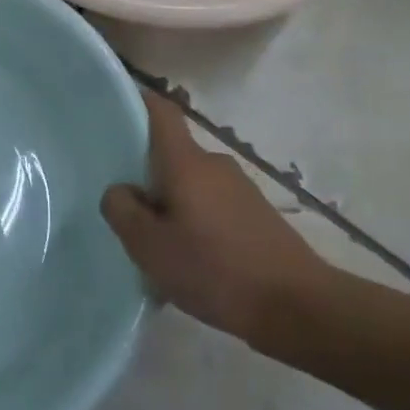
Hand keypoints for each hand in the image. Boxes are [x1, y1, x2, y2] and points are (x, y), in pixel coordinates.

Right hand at [100, 90, 338, 346]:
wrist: (297, 307)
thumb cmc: (215, 269)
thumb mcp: (150, 247)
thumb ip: (123, 211)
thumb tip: (120, 190)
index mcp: (186, 162)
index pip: (160, 111)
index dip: (136, 102)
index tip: (112, 112)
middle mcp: (215, 164)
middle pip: (171, 155)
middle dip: (146, 175)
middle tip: (124, 207)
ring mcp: (240, 189)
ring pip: (191, 185)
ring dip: (172, 206)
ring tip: (157, 245)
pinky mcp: (256, 215)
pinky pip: (213, 207)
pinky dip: (196, 224)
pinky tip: (192, 262)